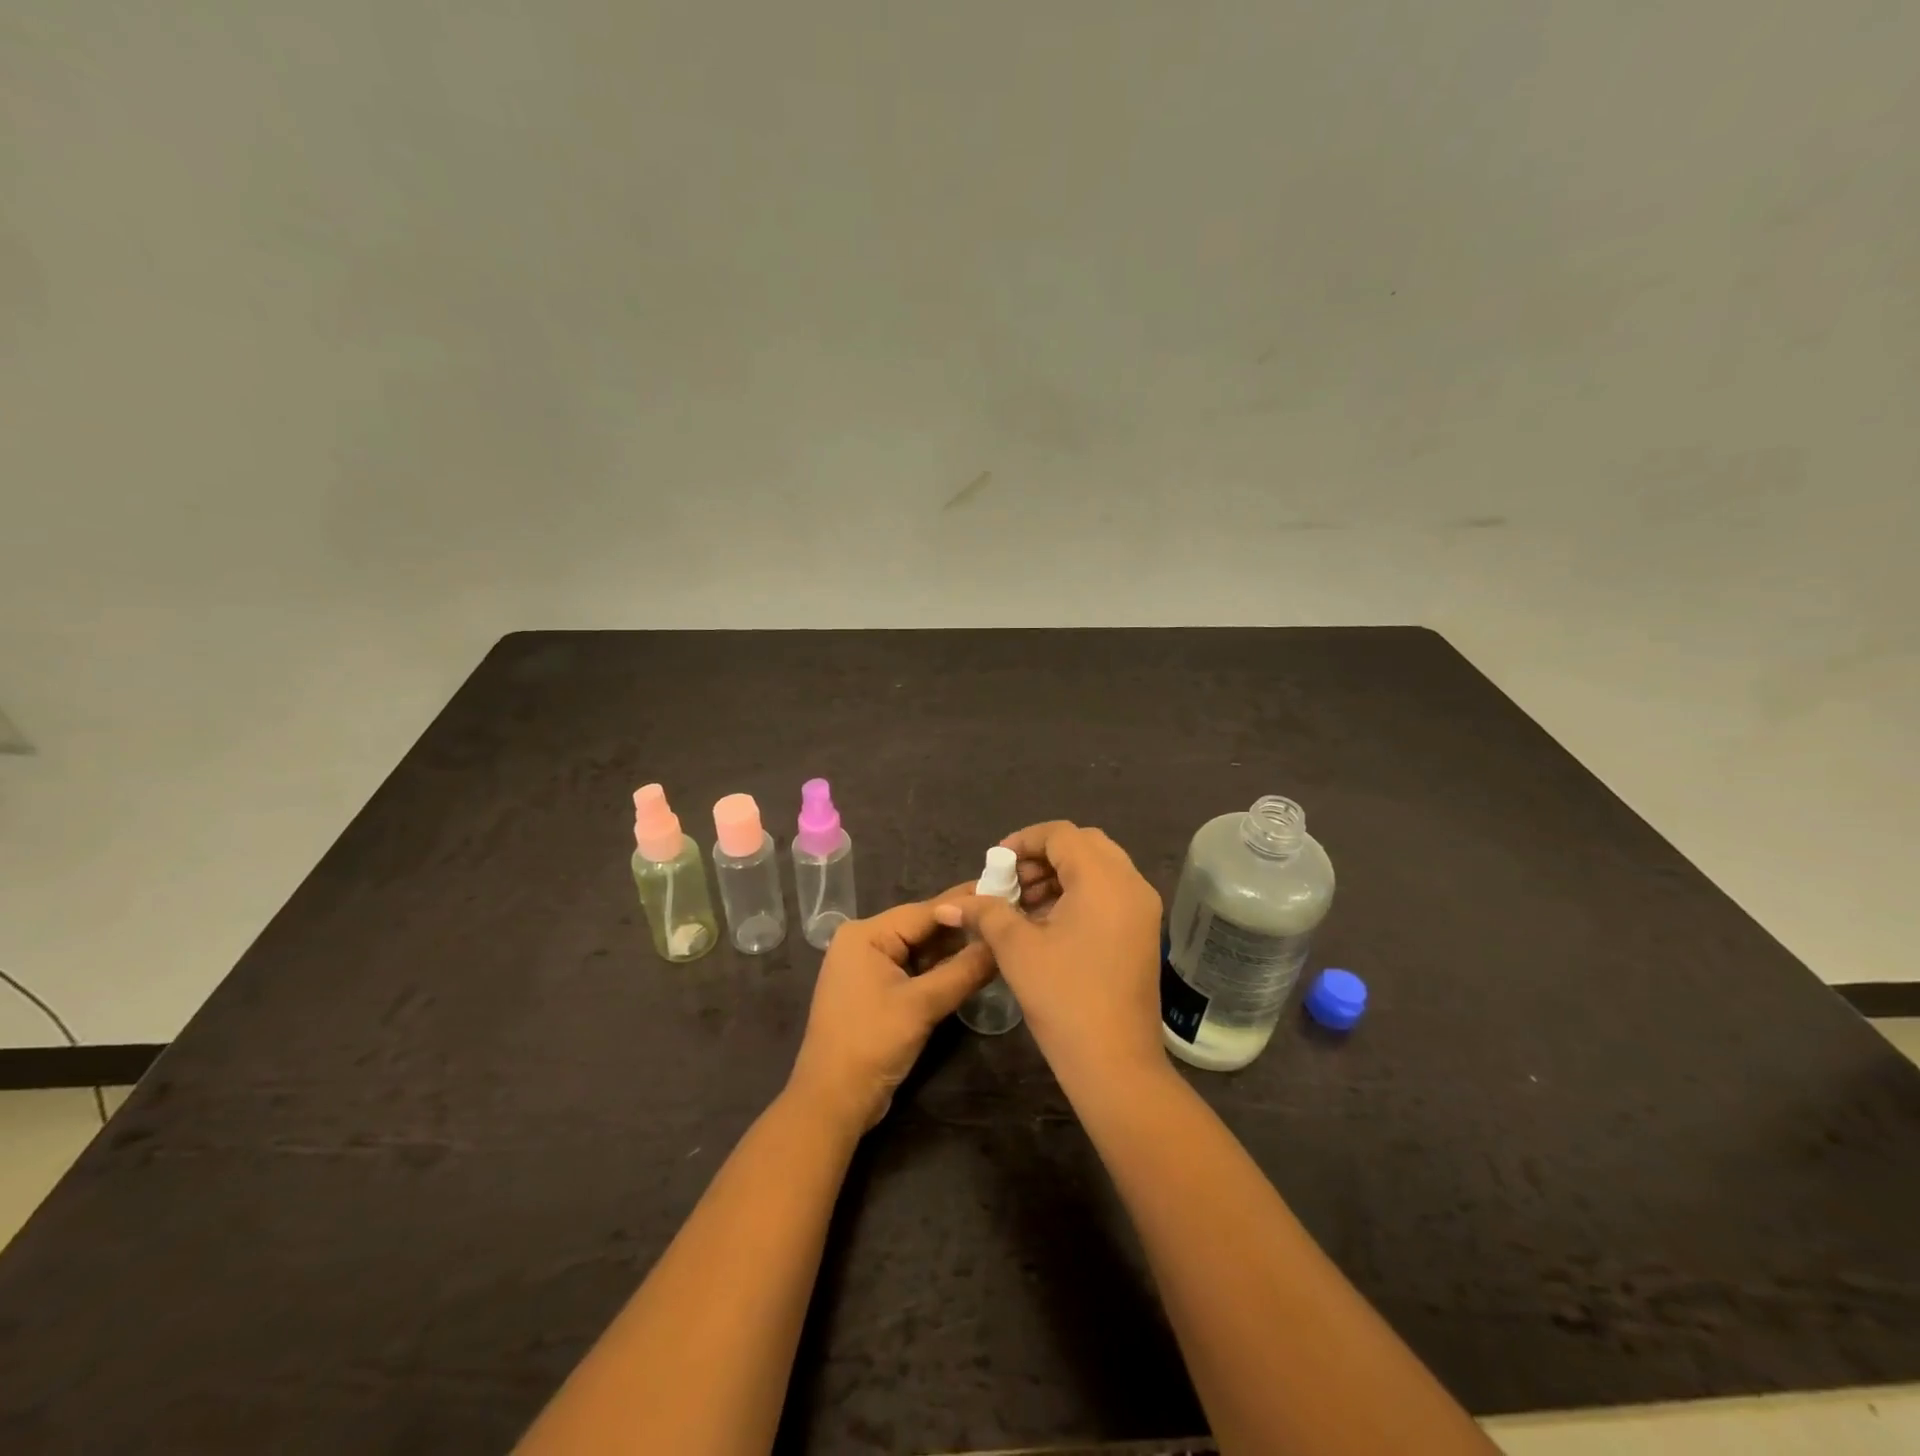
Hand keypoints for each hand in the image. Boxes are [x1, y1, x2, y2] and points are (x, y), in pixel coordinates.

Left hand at [786, 893, 995, 1131]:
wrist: (832, 1102)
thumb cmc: (871, 1044)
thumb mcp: (922, 1005)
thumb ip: (964, 970)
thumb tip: (1002, 941)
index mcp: (866, 934)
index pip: (926, 911)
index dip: (966, 904)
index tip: (1006, 890)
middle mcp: (865, 942)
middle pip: (923, 927)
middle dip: (963, 926)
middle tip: (1009, 916)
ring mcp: (870, 967)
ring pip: (921, 950)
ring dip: (955, 949)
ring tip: (1000, 937)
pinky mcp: (877, 991)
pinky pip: (914, 970)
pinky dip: (941, 970)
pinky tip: (974, 965)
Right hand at [936, 822, 1165, 1090]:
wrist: (1115, 1064)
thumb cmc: (1063, 997)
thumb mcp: (1017, 949)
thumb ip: (985, 913)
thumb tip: (950, 905)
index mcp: (1104, 879)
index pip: (1062, 834)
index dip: (1023, 841)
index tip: (995, 866)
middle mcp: (1131, 884)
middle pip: (1084, 845)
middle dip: (1042, 857)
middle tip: (1011, 883)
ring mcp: (1142, 909)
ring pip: (1099, 869)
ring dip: (1060, 876)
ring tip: (1023, 906)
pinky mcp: (1143, 932)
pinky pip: (1109, 893)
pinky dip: (1078, 894)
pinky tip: (1048, 923)